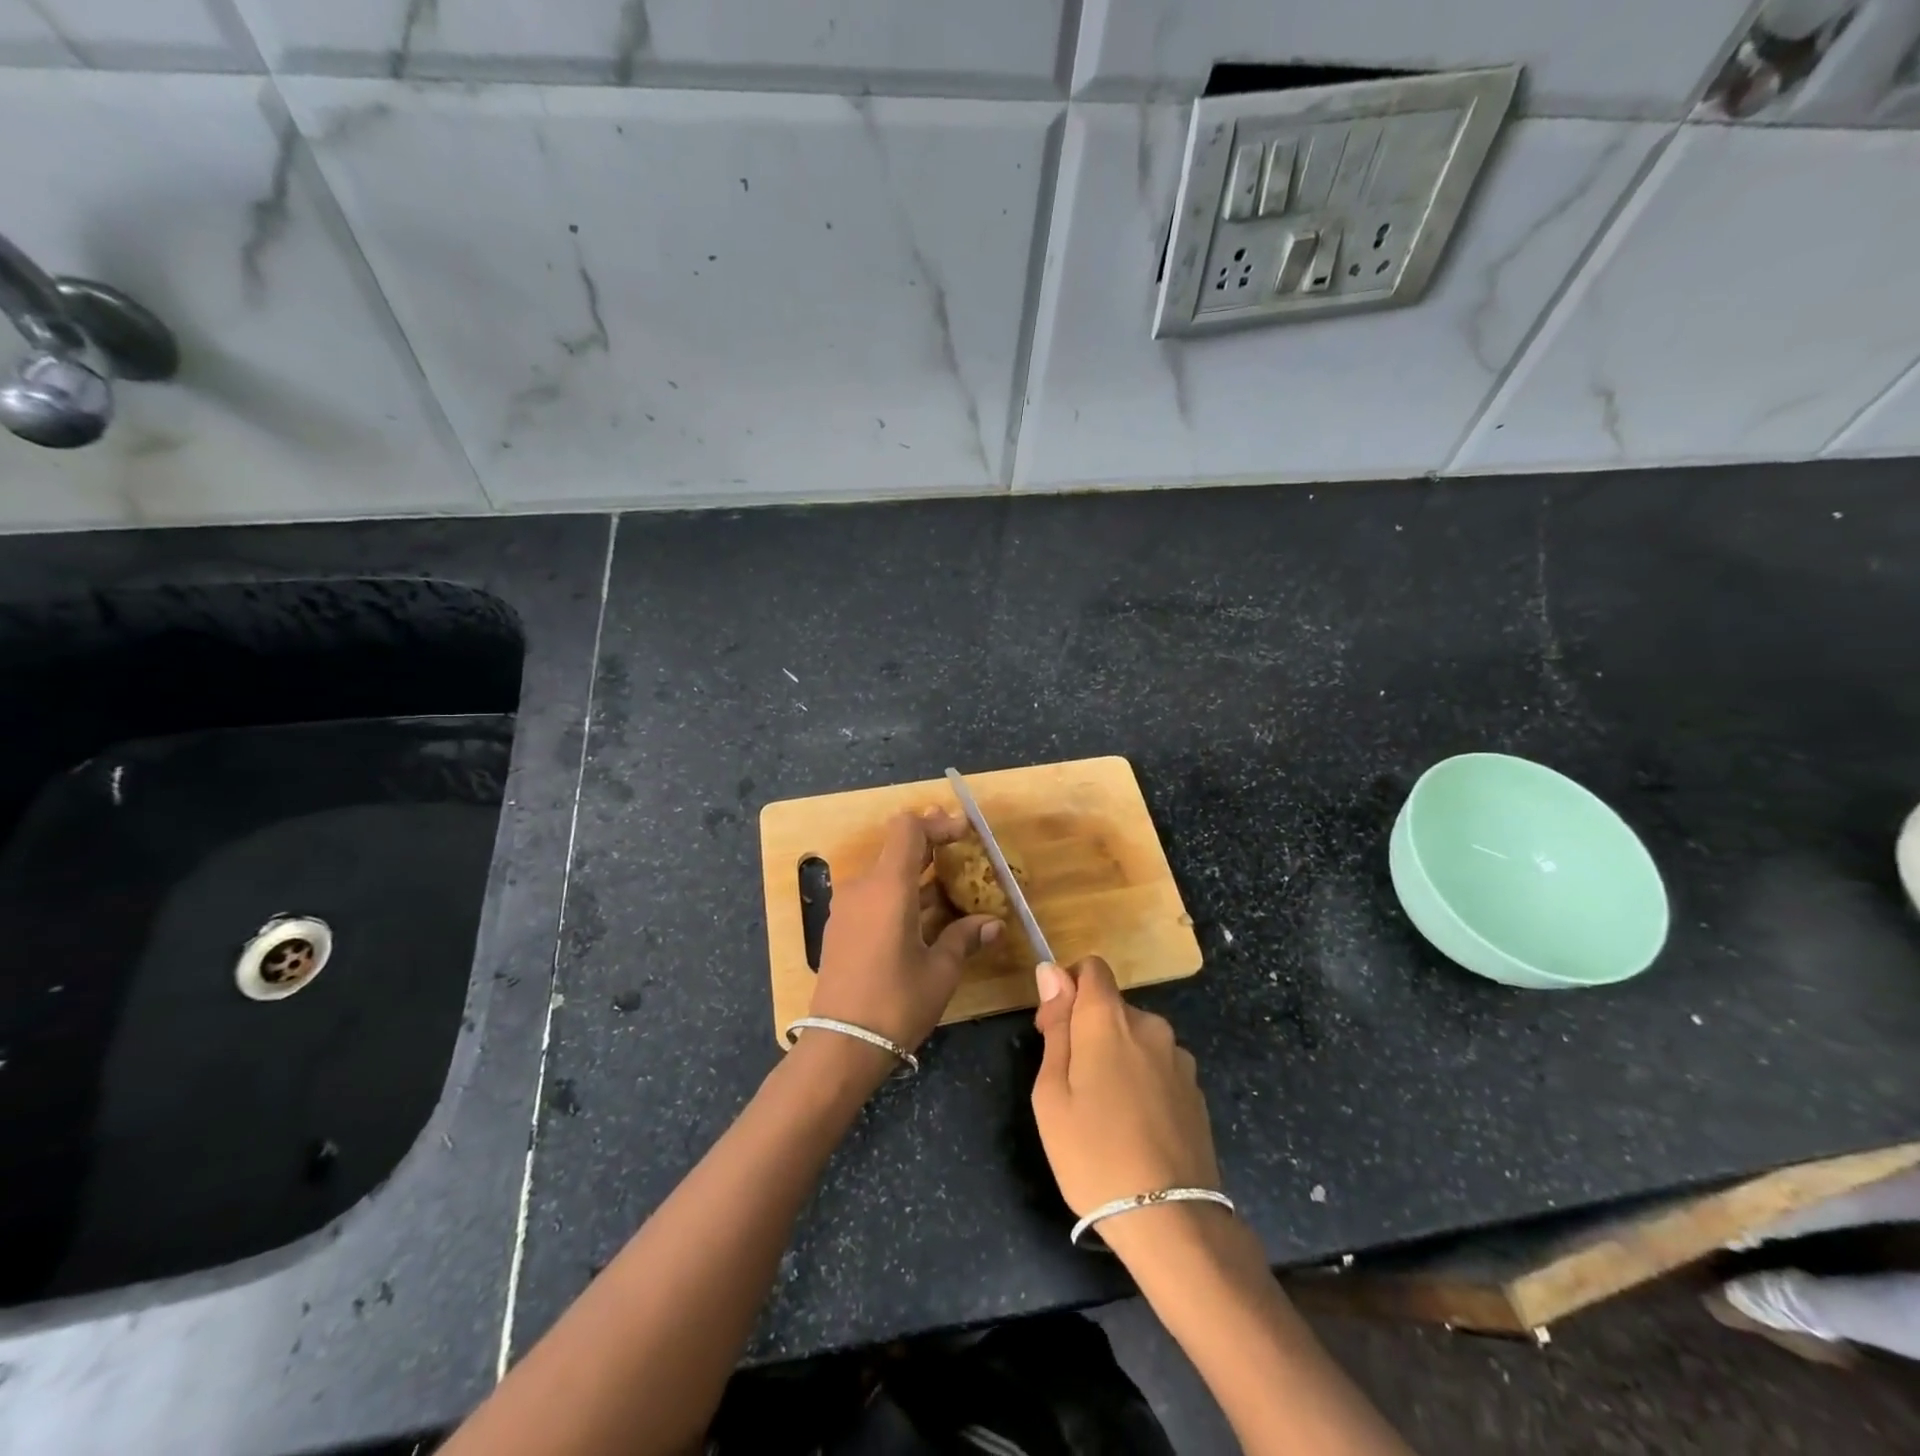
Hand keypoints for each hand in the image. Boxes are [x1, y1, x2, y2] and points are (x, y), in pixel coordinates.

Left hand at [808, 809, 1001, 1056]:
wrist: (841, 1046)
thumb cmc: (896, 1003)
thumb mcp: (940, 971)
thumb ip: (965, 938)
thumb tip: (993, 924)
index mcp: (888, 887)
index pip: (908, 829)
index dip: (937, 823)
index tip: (964, 831)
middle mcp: (863, 887)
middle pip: (896, 847)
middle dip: (930, 844)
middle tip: (962, 846)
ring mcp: (847, 907)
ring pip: (885, 873)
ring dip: (917, 873)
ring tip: (951, 884)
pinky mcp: (841, 927)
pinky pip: (874, 895)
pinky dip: (900, 893)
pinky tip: (924, 914)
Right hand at [1030, 957, 1221, 1219]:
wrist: (1170, 1220)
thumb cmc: (1093, 1154)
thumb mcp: (1052, 1092)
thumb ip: (1057, 1026)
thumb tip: (1051, 972)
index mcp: (1109, 1018)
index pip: (1091, 968)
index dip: (1067, 987)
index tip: (1053, 1028)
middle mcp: (1149, 1025)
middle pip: (1111, 1006)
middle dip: (1088, 1029)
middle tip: (1070, 1083)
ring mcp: (1178, 1057)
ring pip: (1135, 1038)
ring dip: (1116, 1056)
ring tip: (1104, 1113)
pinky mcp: (1195, 1089)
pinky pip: (1157, 1066)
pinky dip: (1141, 1080)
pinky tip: (1134, 1126)